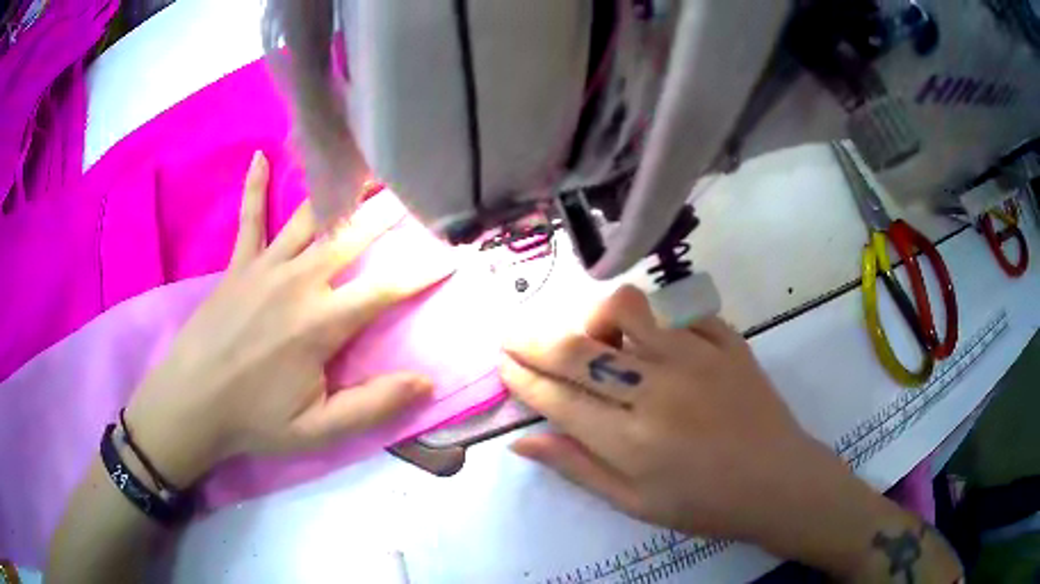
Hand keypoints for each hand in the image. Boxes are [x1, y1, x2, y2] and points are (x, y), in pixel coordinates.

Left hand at [124, 151, 449, 487]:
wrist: (190, 404)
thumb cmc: (255, 420)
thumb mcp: (319, 430)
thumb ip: (373, 406)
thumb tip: (426, 382)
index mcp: (321, 322)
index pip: (386, 287)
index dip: (425, 270)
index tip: (455, 251)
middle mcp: (297, 281)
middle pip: (352, 235)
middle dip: (390, 210)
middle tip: (416, 180)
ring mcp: (264, 267)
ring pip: (310, 216)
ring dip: (339, 187)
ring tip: (364, 160)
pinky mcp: (238, 265)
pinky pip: (250, 218)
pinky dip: (255, 187)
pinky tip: (261, 156)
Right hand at [500, 286, 950, 577]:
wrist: (780, 482)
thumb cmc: (706, 505)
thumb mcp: (634, 504)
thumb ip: (578, 468)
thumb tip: (523, 441)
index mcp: (631, 440)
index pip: (558, 397)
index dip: (522, 377)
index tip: (502, 362)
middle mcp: (658, 389)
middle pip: (578, 349)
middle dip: (532, 338)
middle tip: (511, 333)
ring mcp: (697, 357)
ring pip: (628, 307)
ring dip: (596, 318)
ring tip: (598, 340)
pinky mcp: (727, 342)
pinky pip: (680, 311)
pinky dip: (657, 320)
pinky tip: (657, 342)